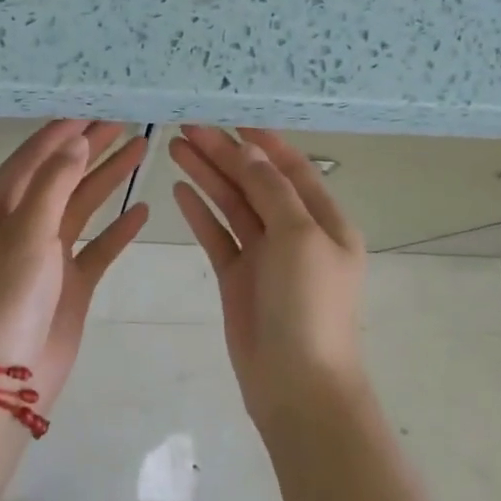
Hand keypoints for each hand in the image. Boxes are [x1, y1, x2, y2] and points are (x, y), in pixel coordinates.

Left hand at [0, 120, 150, 411]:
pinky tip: (142, 210)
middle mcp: (19, 226)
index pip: (32, 158)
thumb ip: (54, 184)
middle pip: (61, 177)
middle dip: (91, 149)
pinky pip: (97, 247)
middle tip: (124, 120)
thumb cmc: (6, 296)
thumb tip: (75, 142)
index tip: (93, 107)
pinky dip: (118, 229)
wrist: (5, 377)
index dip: (62, 132)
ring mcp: (46, 255)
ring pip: (82, 207)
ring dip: (109, 179)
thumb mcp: (26, 232)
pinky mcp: (69, 283)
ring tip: (141, 148)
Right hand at [170, 126, 366, 431]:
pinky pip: (218, 236)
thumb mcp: (299, 237)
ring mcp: (265, 256)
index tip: (230, 116)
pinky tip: (179, 189)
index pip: (292, 168)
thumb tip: (250, 152)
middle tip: (187, 127)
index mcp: (325, 220)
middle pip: (256, 183)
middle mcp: (296, 233)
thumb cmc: (309, 304)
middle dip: (224, 154)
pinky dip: (200, 213)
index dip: (263, 142)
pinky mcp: (238, 278)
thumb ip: (272, 191)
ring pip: (233, 206)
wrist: (296, 384)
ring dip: (208, 176)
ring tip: (175, 147)